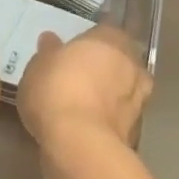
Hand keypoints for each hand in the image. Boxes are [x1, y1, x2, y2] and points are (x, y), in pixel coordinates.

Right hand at [17, 24, 151, 154]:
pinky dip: (108, 124)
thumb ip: (48, 52)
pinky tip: (88, 130)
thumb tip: (50, 40)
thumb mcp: (39, 65)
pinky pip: (118, 121)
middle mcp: (132, 65)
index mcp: (111, 39)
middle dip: (105, 70)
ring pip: (123, 93)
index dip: (90, 43)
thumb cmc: (57, 90)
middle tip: (80, 79)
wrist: (80, 146)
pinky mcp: (135, 135)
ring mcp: (138, 101)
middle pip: (119, 62)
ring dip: (110, 99)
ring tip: (84, 108)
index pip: (105, 32)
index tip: (75, 53)